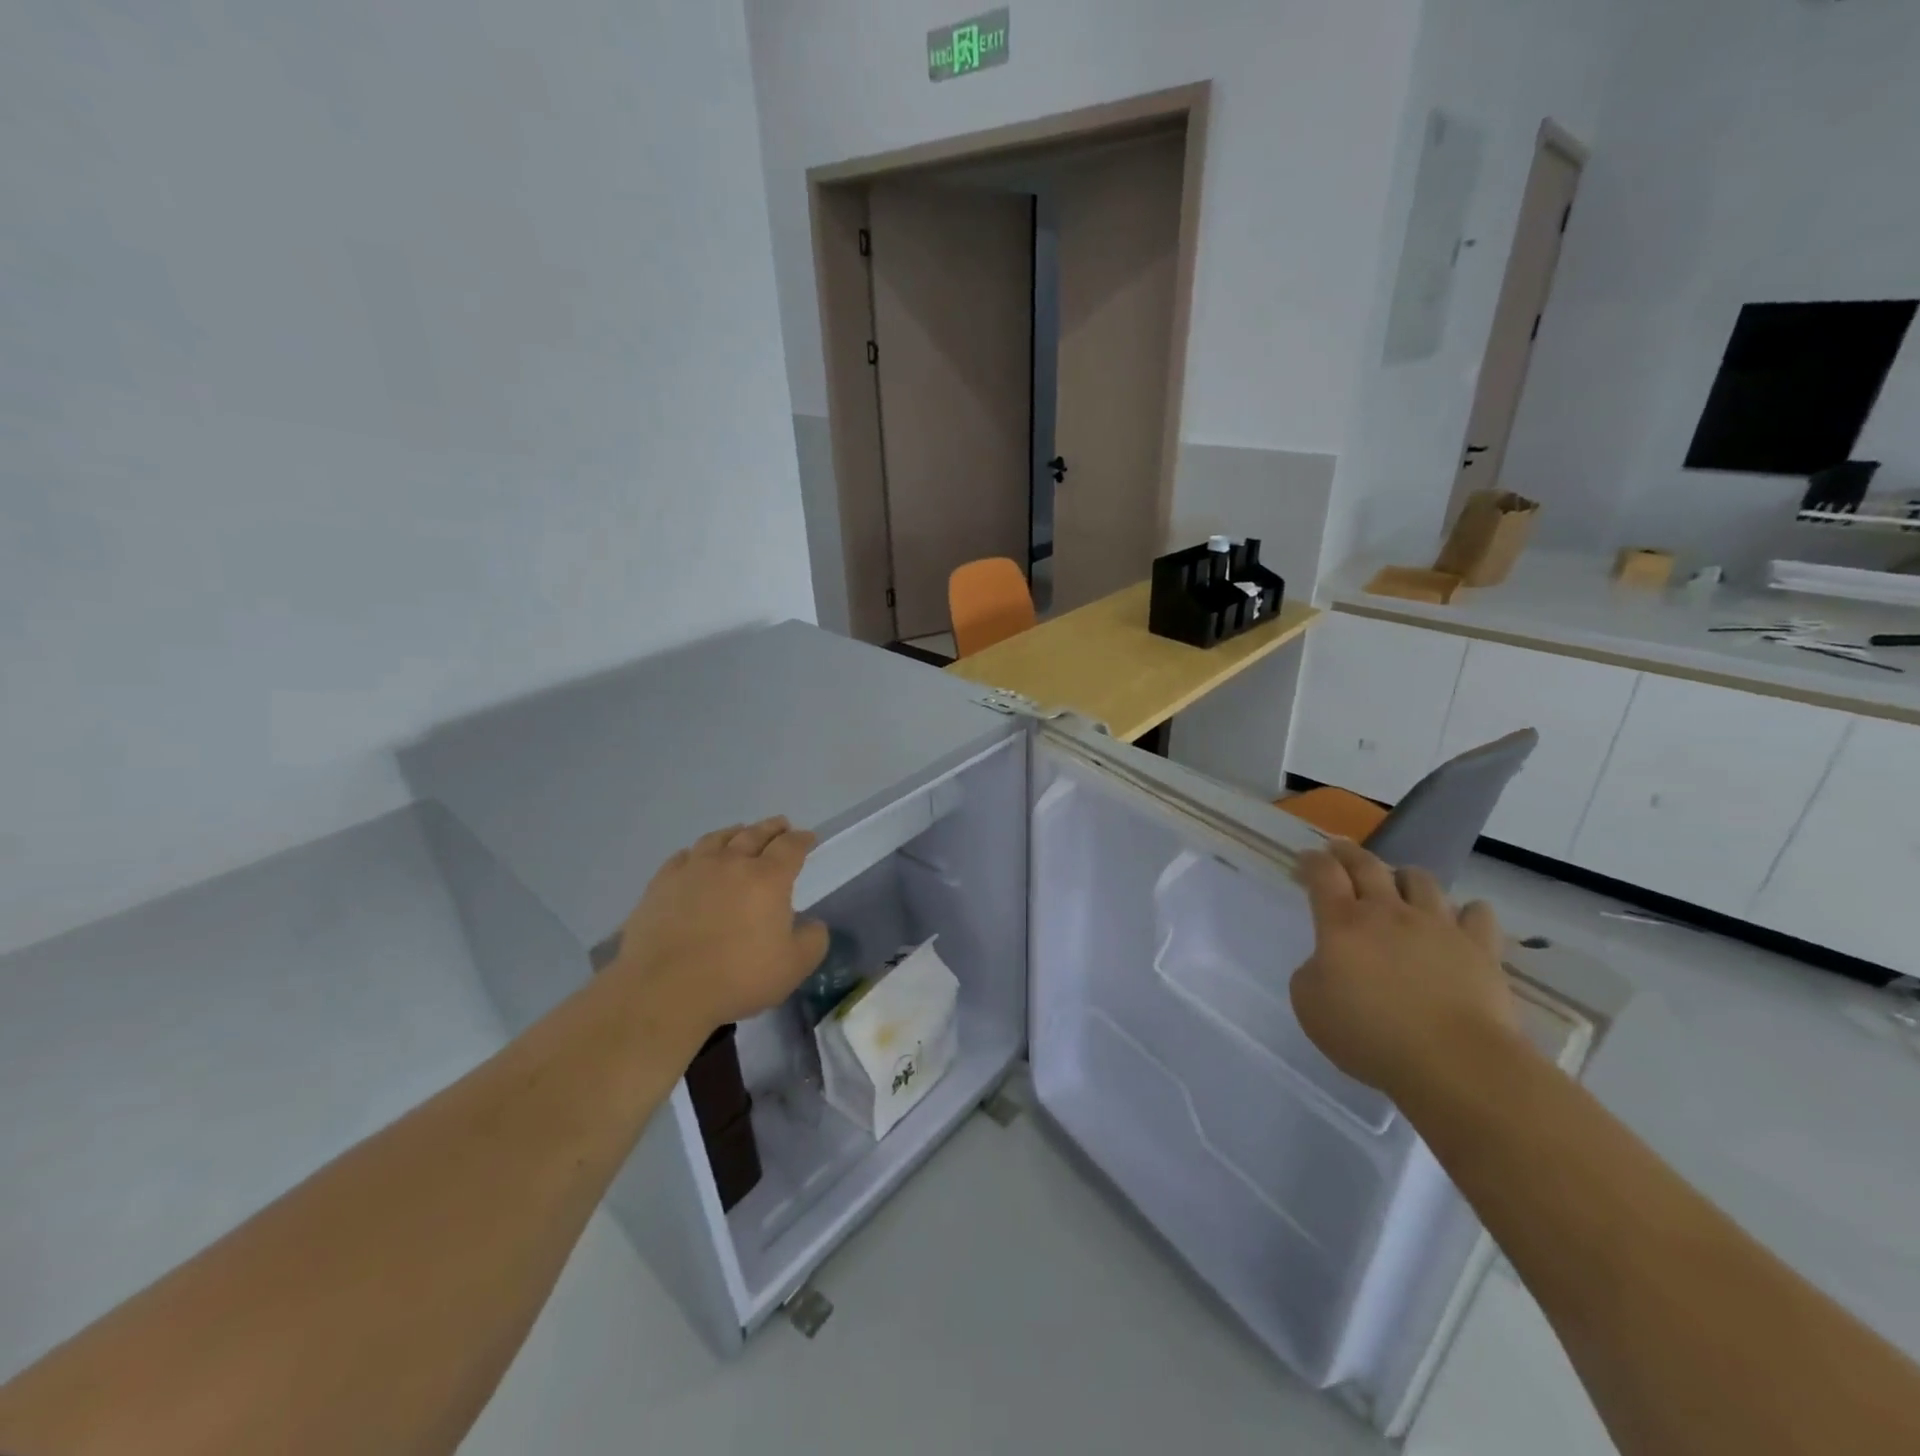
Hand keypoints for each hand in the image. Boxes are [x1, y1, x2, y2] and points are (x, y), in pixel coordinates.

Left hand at [612, 818, 828, 1037]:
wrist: (664, 990)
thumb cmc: (738, 977)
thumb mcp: (794, 966)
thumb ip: (813, 940)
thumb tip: (812, 924)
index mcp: (768, 878)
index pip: (790, 847)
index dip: (802, 840)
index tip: (808, 837)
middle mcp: (732, 863)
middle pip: (755, 834)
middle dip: (772, 828)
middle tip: (780, 825)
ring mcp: (693, 870)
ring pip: (718, 839)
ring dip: (735, 832)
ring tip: (740, 832)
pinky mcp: (661, 884)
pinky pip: (683, 856)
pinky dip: (697, 851)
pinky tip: (696, 858)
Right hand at [1290, 839, 1520, 1098]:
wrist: (1454, 1062)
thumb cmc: (1369, 1034)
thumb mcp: (1310, 1005)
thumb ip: (1312, 974)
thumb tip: (1329, 963)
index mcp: (1342, 923)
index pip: (1323, 875)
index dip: (1311, 862)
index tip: (1304, 859)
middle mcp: (1388, 913)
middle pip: (1367, 866)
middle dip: (1348, 853)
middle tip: (1339, 850)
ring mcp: (1438, 926)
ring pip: (1421, 880)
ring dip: (1404, 876)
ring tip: (1399, 883)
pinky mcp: (1480, 949)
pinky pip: (1477, 914)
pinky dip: (1466, 912)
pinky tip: (1460, 919)